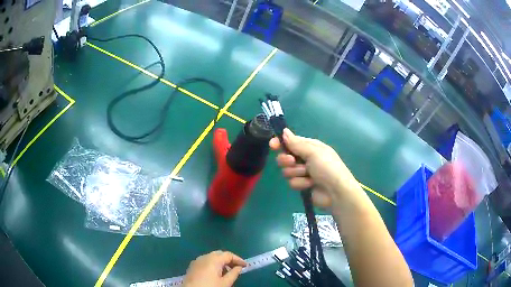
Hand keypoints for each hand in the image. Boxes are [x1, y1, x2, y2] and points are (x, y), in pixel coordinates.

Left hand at [183, 251, 246, 286]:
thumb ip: (234, 273)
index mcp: (213, 259)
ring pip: (212, 257)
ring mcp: (197, 261)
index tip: (245, 266)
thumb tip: (239, 267)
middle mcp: (204, 256)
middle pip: (219, 254)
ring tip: (227, 272)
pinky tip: (216, 274)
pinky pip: (205, 261)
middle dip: (229, 260)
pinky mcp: (192, 266)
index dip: (238, 259)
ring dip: (221, 263)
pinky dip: (213, 265)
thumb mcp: (225, 283)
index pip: (228, 255)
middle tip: (237, 268)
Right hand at [269, 128, 361, 208]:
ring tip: (308, 175)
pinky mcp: (302, 185)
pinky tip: (310, 185)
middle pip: (285, 156)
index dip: (280, 143)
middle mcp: (305, 158)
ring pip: (287, 171)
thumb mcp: (313, 152)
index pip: (291, 142)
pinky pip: (292, 182)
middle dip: (286, 160)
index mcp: (310, 147)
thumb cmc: (328, 167)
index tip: (272, 145)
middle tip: (292, 162)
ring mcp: (303, 173)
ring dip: (296, 173)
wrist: (336, 192)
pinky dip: (300, 183)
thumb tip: (284, 131)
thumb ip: (296, 143)